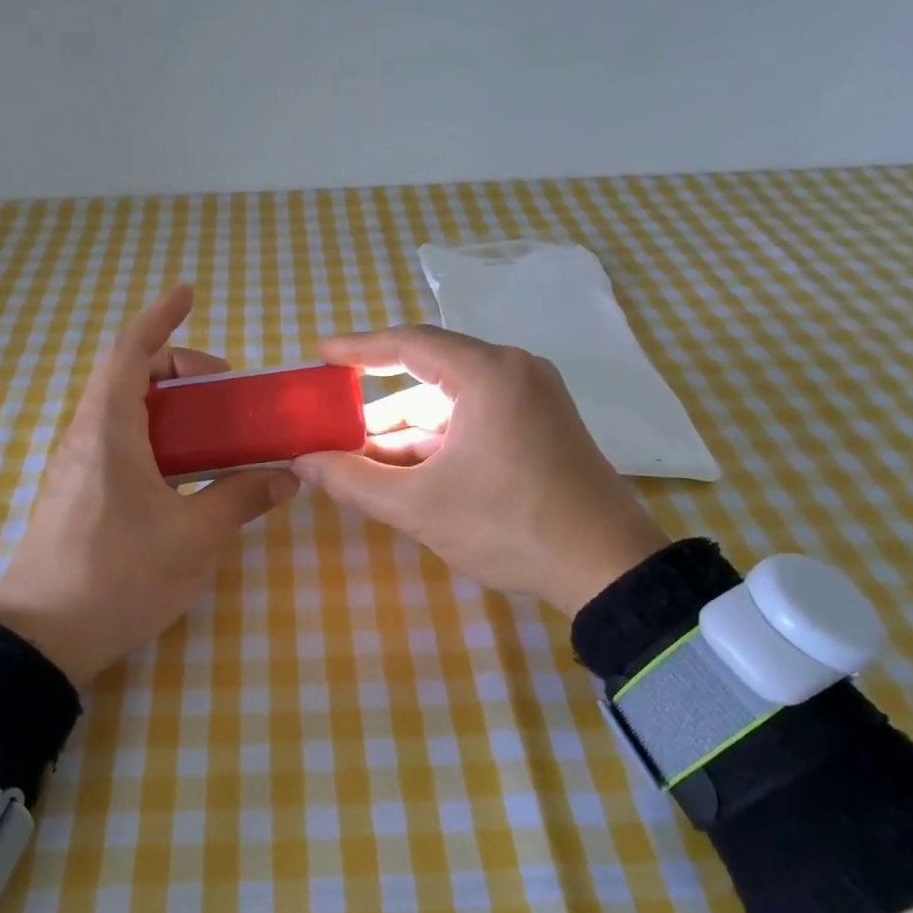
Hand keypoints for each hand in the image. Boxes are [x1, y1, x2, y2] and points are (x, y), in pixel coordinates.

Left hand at [0, 286, 298, 686]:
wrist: (41, 640)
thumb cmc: (118, 577)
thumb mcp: (193, 538)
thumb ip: (240, 499)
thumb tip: (287, 478)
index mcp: (109, 431)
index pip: (129, 352)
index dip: (159, 317)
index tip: (187, 294)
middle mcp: (86, 438)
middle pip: (128, 377)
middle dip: (178, 367)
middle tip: (226, 389)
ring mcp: (77, 468)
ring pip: (123, 413)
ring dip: (168, 406)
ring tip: (215, 430)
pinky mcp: (77, 496)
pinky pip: (119, 445)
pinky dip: (155, 438)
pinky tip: (184, 473)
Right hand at [293, 325, 669, 613]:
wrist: (609, 568)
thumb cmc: (509, 527)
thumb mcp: (420, 506)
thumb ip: (354, 480)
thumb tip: (303, 463)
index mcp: (488, 374)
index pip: (409, 343)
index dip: (358, 347)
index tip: (321, 353)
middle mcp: (515, 371)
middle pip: (430, 375)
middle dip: (379, 406)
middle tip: (334, 427)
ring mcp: (534, 398)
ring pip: (452, 402)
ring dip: (407, 430)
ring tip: (361, 461)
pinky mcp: (543, 425)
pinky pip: (476, 418)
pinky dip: (439, 440)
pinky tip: (406, 469)